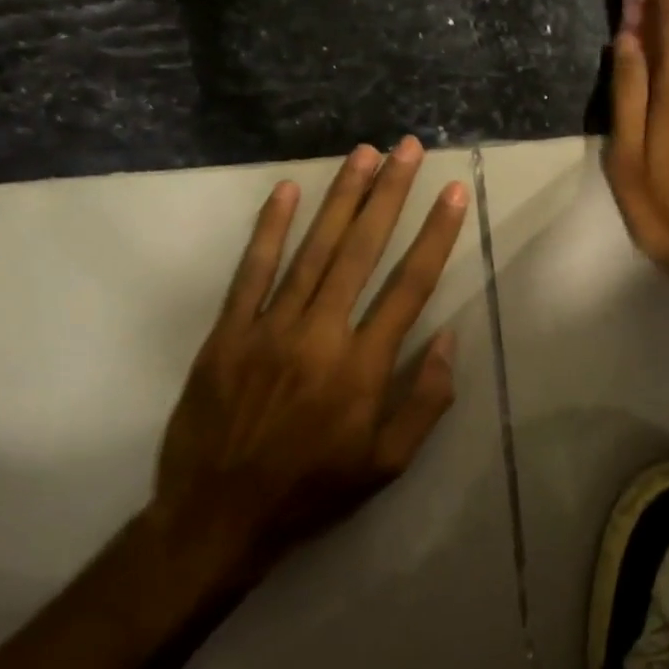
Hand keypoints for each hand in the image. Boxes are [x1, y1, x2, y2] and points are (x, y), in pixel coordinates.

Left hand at [150, 138, 467, 576]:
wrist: (215, 519)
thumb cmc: (313, 490)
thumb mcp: (388, 462)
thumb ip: (426, 399)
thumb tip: (449, 338)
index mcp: (363, 367)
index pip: (410, 286)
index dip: (436, 235)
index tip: (453, 194)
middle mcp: (320, 335)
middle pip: (362, 251)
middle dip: (390, 195)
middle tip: (409, 149)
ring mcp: (268, 329)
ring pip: (312, 250)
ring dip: (341, 197)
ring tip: (365, 154)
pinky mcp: (227, 333)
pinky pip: (251, 272)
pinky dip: (270, 229)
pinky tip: (287, 191)